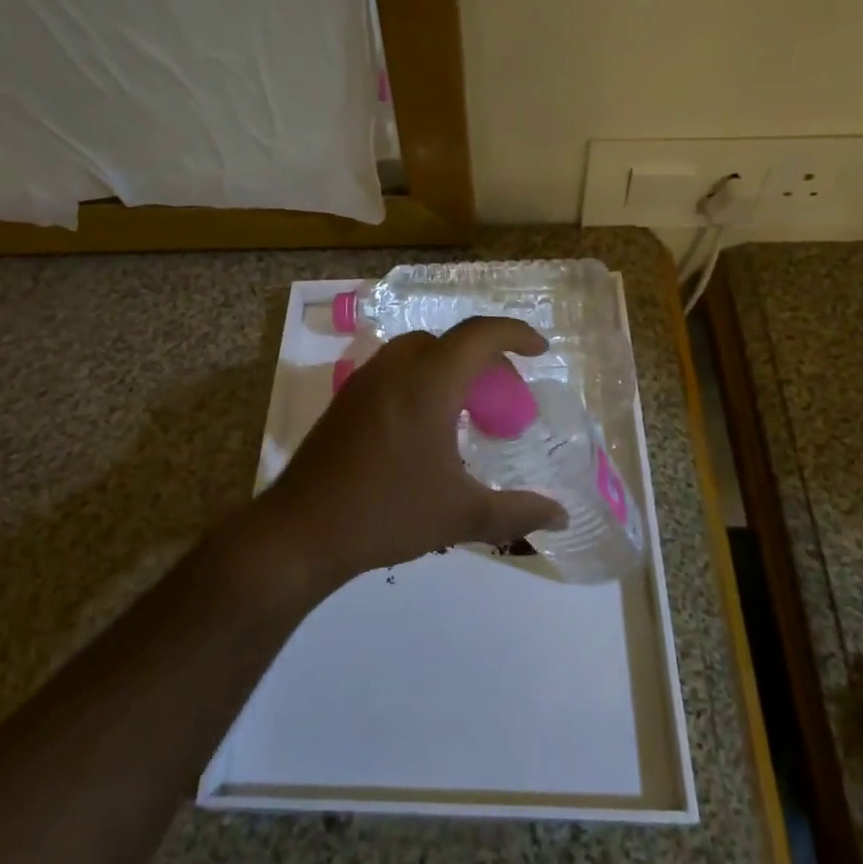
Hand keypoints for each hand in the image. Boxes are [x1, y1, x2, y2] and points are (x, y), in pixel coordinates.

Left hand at [259, 317, 568, 592]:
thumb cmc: (387, 514)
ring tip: (466, 407)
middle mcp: (394, 370)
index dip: (515, 333)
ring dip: (448, 365)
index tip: (540, 350)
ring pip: (416, 352)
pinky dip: (420, 379)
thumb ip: (517, 511)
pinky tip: (424, 425)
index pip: (478, 335)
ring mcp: (363, 382)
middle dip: (483, 355)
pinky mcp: (344, 401)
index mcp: (427, 384)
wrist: (302, 530)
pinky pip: (393, 370)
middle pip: (447, 340)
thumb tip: (560, 514)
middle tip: (504, 392)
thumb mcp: (461, 515)